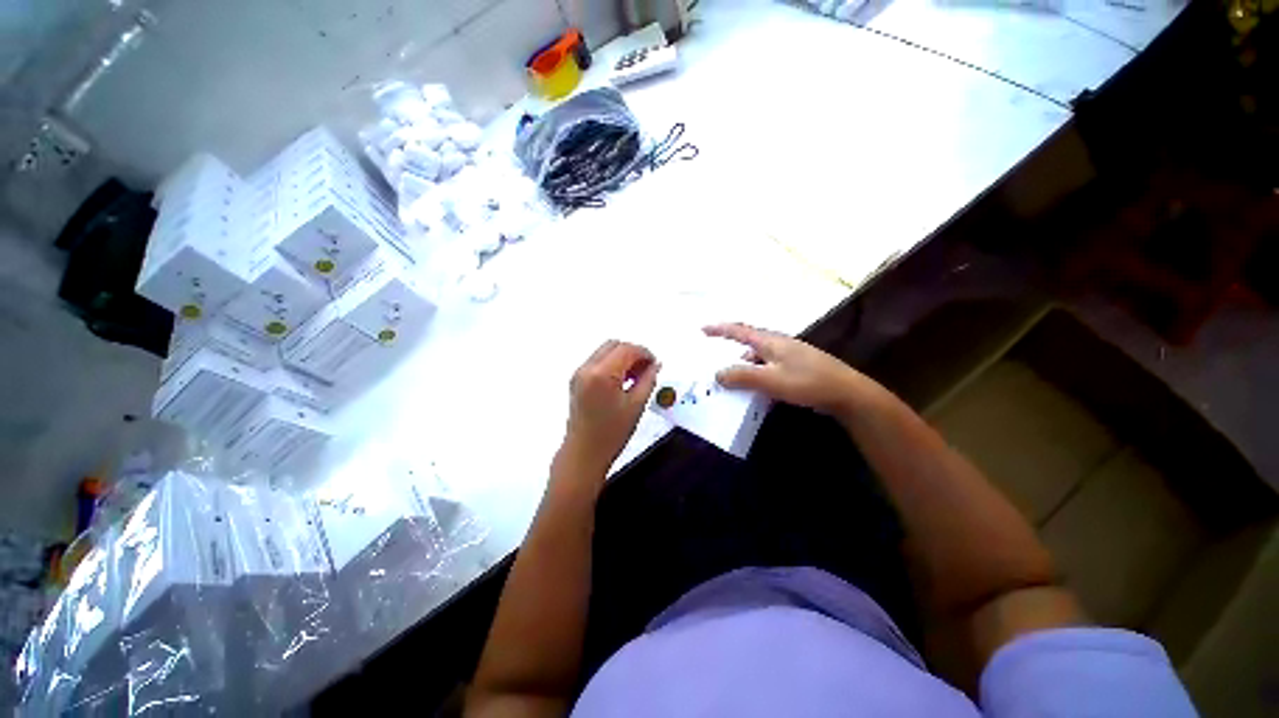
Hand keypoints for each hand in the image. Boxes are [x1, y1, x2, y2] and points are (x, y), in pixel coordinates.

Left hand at [560, 340, 659, 474]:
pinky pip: (597, 361)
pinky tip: (622, 381)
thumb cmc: (611, 434)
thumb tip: (655, 365)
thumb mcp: (636, 405)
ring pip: (605, 351)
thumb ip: (648, 380)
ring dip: (622, 358)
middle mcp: (587, 368)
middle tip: (646, 369)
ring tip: (635, 377)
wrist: (584, 453)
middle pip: (614, 345)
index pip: (627, 349)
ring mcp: (579, 373)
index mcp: (602, 374)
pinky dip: (612, 364)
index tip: (654, 364)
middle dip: (633, 352)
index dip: (644, 353)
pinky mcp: (576, 380)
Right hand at [704, 323, 869, 416]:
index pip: (740, 331)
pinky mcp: (798, 369)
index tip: (703, 329)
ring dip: (747, 369)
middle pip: (750, 345)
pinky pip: (770, 369)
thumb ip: (742, 376)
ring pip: (760, 359)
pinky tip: (760, 392)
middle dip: (733, 353)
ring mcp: (790, 356)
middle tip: (719, 366)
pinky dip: (759, 377)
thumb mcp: (770, 380)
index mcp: (771, 342)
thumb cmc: (807, 382)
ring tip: (737, 385)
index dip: (720, 329)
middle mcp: (779, 345)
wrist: (847, 393)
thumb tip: (717, 374)